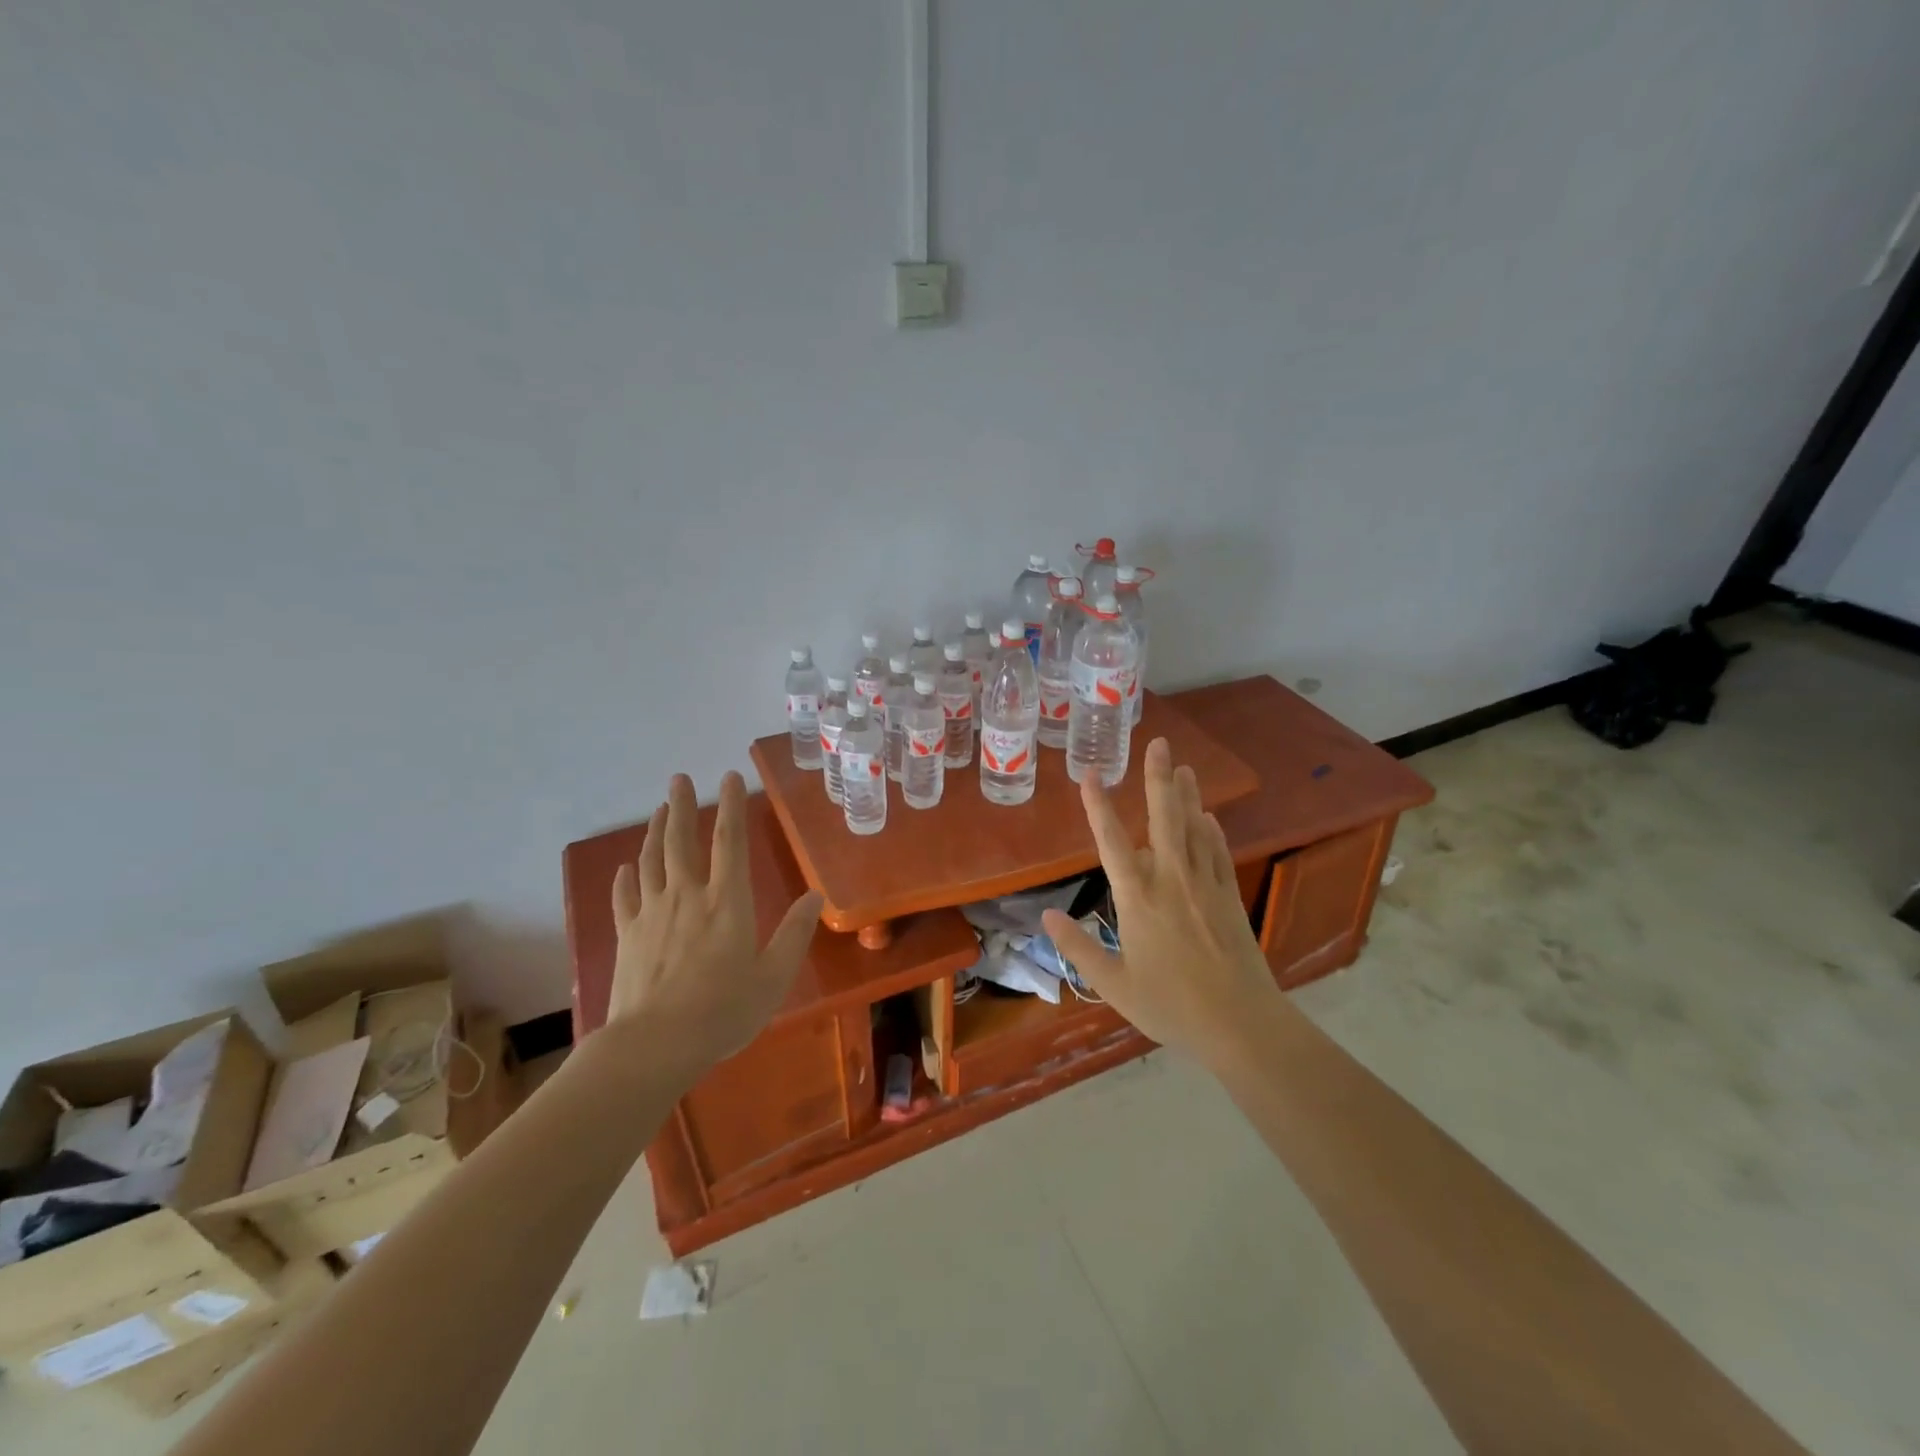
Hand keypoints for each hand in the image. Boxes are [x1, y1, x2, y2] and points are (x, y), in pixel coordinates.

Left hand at [608, 771, 822, 1083]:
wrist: (654, 1045)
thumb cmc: (723, 1011)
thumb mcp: (774, 976)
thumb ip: (795, 933)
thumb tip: (815, 895)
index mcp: (727, 902)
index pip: (729, 842)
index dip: (731, 807)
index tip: (728, 777)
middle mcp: (687, 896)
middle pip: (681, 841)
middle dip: (681, 806)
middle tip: (679, 779)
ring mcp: (652, 914)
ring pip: (651, 861)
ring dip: (655, 832)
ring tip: (659, 810)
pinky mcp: (627, 936)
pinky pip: (624, 897)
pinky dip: (625, 878)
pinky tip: (625, 867)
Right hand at [1042, 737, 1279, 1065]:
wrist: (1241, 1023)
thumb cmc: (1170, 1005)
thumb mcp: (1113, 984)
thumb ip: (1078, 947)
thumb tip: (1047, 916)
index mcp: (1138, 898)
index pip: (1111, 842)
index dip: (1097, 806)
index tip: (1089, 774)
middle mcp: (1171, 880)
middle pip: (1164, 818)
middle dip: (1158, 778)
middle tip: (1159, 743)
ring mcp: (1204, 885)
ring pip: (1194, 828)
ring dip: (1187, 795)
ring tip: (1184, 765)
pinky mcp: (1229, 896)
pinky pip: (1218, 852)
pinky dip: (1211, 831)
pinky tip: (1208, 817)